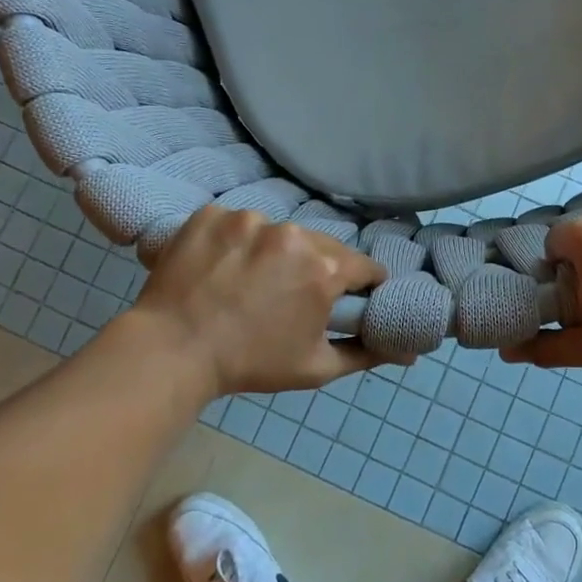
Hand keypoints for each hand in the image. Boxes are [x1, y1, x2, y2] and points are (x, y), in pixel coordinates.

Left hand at [128, 207, 391, 396]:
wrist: (172, 351)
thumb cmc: (251, 363)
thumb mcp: (316, 367)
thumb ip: (366, 354)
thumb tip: (409, 354)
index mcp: (324, 269)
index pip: (363, 266)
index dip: (361, 285)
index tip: (346, 299)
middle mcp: (293, 234)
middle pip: (321, 246)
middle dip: (315, 268)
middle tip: (291, 296)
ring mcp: (248, 219)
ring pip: (278, 232)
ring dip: (274, 253)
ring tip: (249, 282)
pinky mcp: (212, 214)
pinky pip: (237, 223)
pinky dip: (234, 242)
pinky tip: (220, 268)